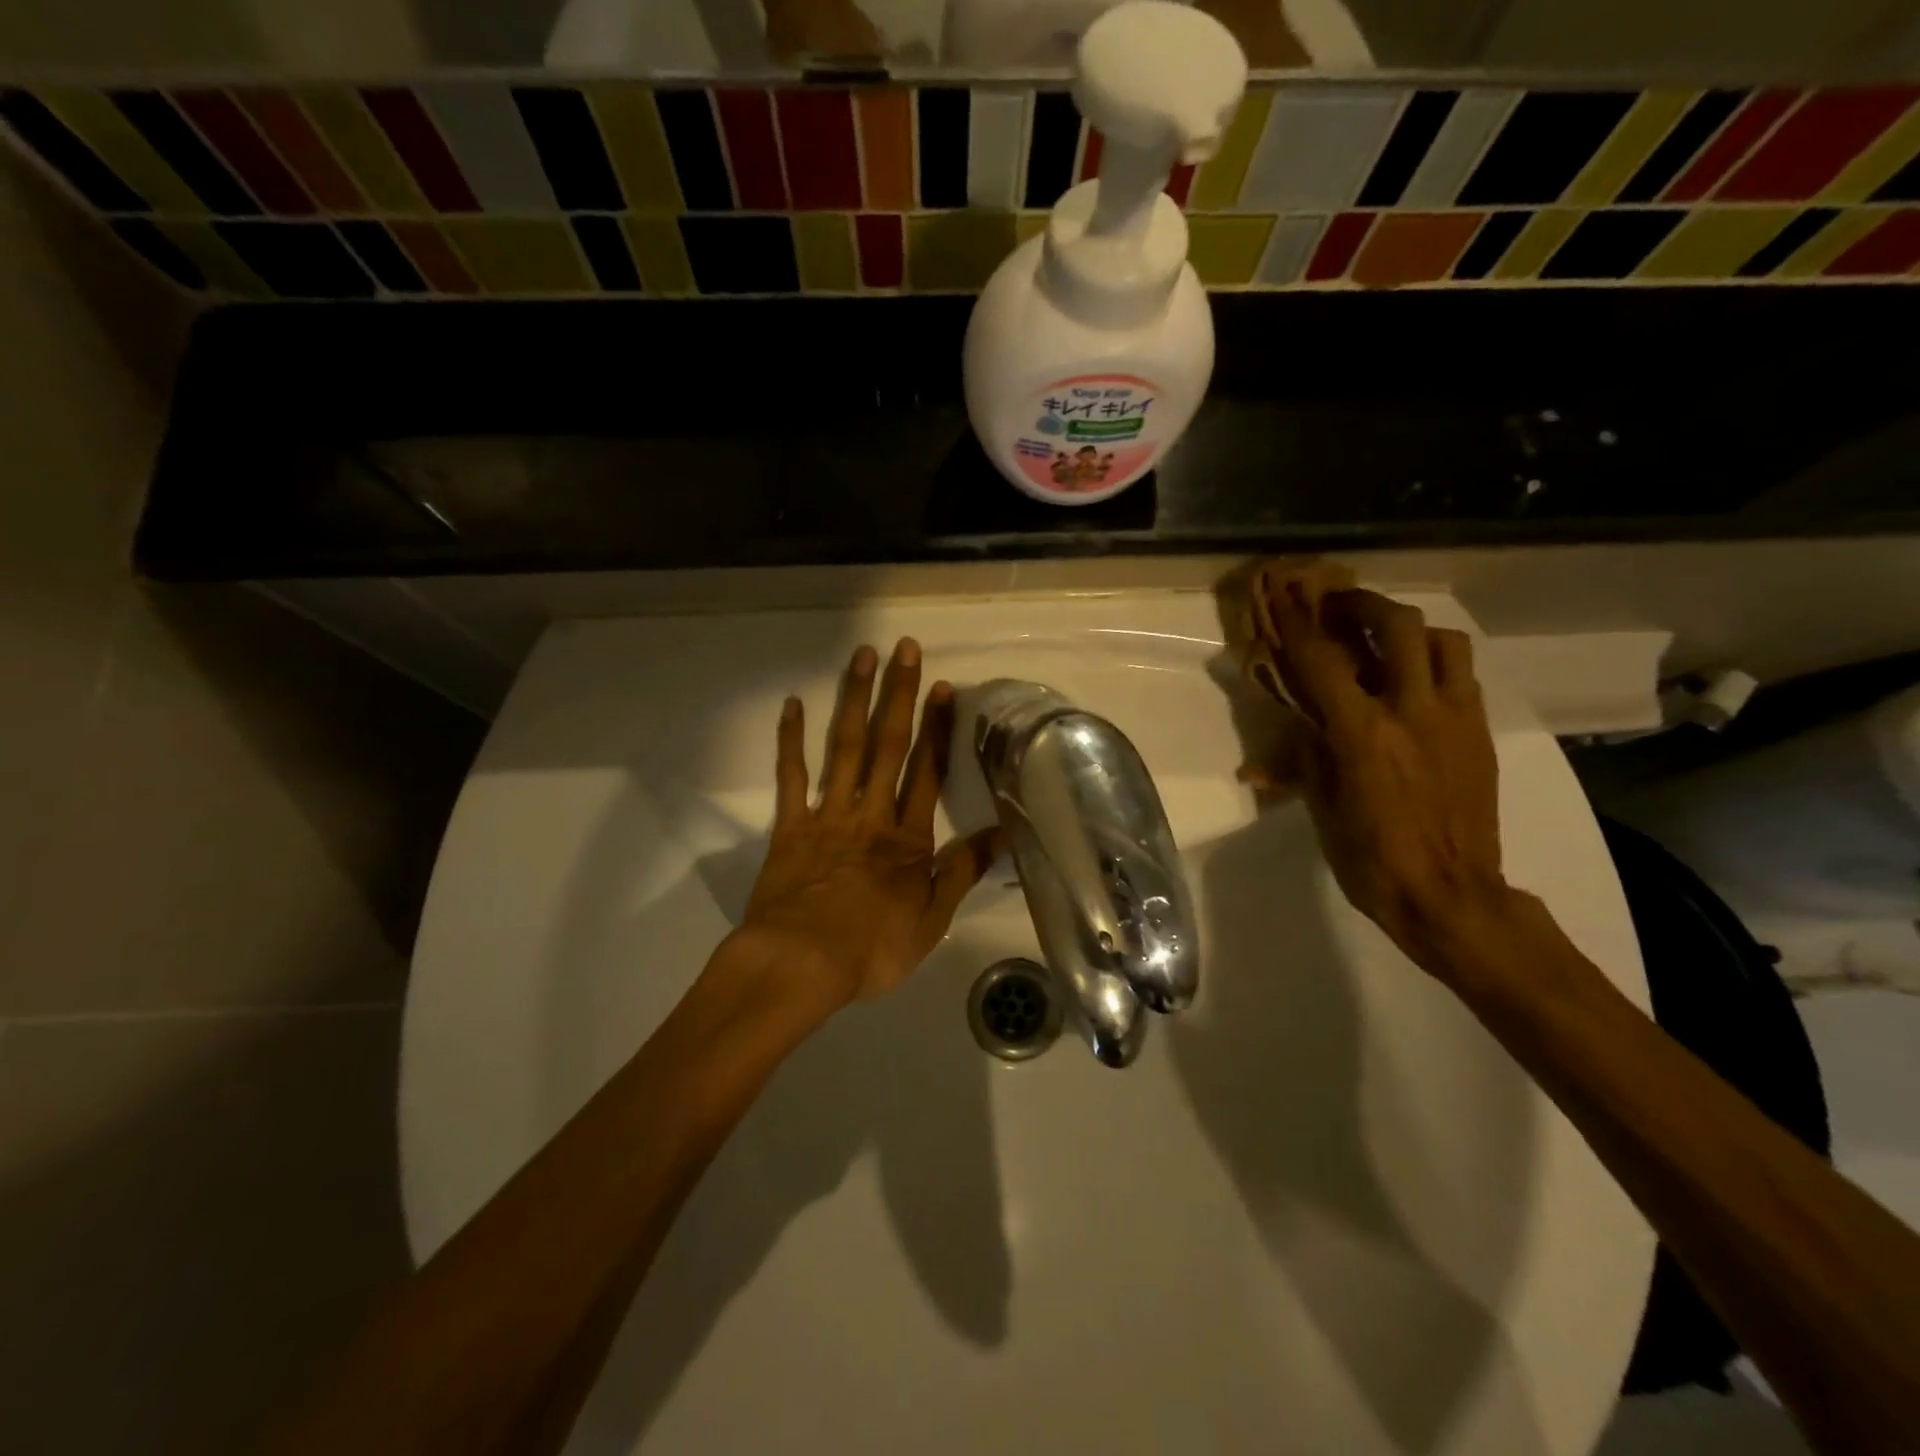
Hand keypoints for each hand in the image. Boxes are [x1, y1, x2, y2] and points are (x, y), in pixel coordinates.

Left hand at [731, 639, 999, 1007]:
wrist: (801, 963)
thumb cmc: (872, 947)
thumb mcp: (932, 919)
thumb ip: (962, 872)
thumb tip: (1002, 835)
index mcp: (907, 837)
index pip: (927, 771)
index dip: (938, 728)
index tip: (943, 687)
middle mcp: (870, 813)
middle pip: (888, 745)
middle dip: (899, 695)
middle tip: (904, 648)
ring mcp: (828, 815)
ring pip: (844, 748)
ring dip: (854, 700)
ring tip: (862, 657)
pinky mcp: (790, 826)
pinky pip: (791, 776)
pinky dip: (791, 740)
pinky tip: (793, 704)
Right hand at [1253, 577, 1511, 964]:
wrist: (1451, 895)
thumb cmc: (1371, 859)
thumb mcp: (1321, 809)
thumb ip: (1305, 760)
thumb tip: (1273, 747)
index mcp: (1362, 733)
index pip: (1323, 660)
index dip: (1299, 623)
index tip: (1284, 597)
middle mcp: (1411, 711)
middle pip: (1396, 626)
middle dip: (1363, 604)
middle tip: (1339, 604)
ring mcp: (1453, 718)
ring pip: (1443, 641)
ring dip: (1409, 628)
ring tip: (1386, 637)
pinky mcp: (1480, 733)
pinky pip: (1463, 675)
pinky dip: (1436, 661)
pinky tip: (1416, 678)